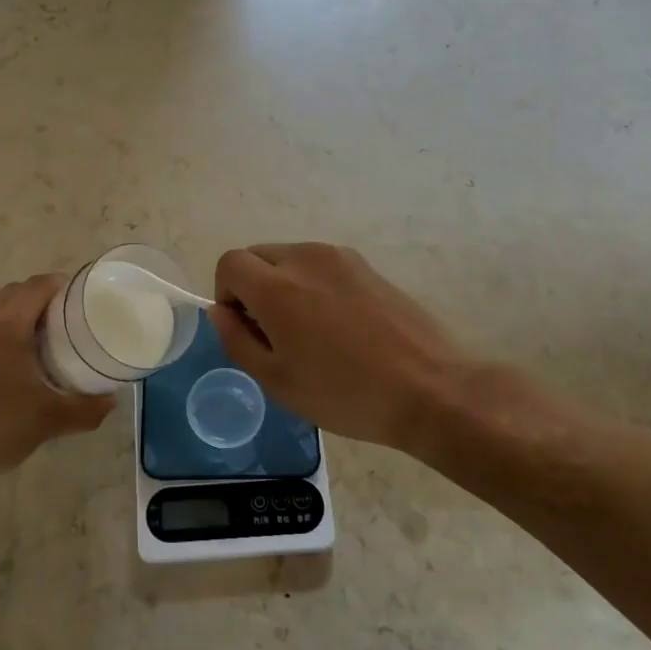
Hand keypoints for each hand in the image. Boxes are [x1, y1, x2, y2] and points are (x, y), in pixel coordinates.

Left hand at [0, 275, 113, 484]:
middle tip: (60, 324)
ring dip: (9, 320)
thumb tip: (112, 401)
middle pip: (12, 295)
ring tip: (28, 346)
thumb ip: (85, 408)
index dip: (62, 286)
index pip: (38, 286)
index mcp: (6, 322)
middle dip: (37, 302)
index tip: (80, 298)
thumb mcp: (48, 420)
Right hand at [208, 243, 478, 453]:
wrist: (429, 389)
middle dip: (253, 287)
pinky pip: (321, 265)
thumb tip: (221, 311)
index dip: (227, 293)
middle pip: (258, 255)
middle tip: (275, 333)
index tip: (246, 327)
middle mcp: (306, 259)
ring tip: (310, 331)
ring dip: (284, 284)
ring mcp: (340, 258)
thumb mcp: (278, 381)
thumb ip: (237, 340)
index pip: (230, 263)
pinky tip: (339, 325)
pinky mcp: (366, 266)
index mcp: (278, 287)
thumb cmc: (345, 393)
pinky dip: (313, 284)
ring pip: (290, 258)